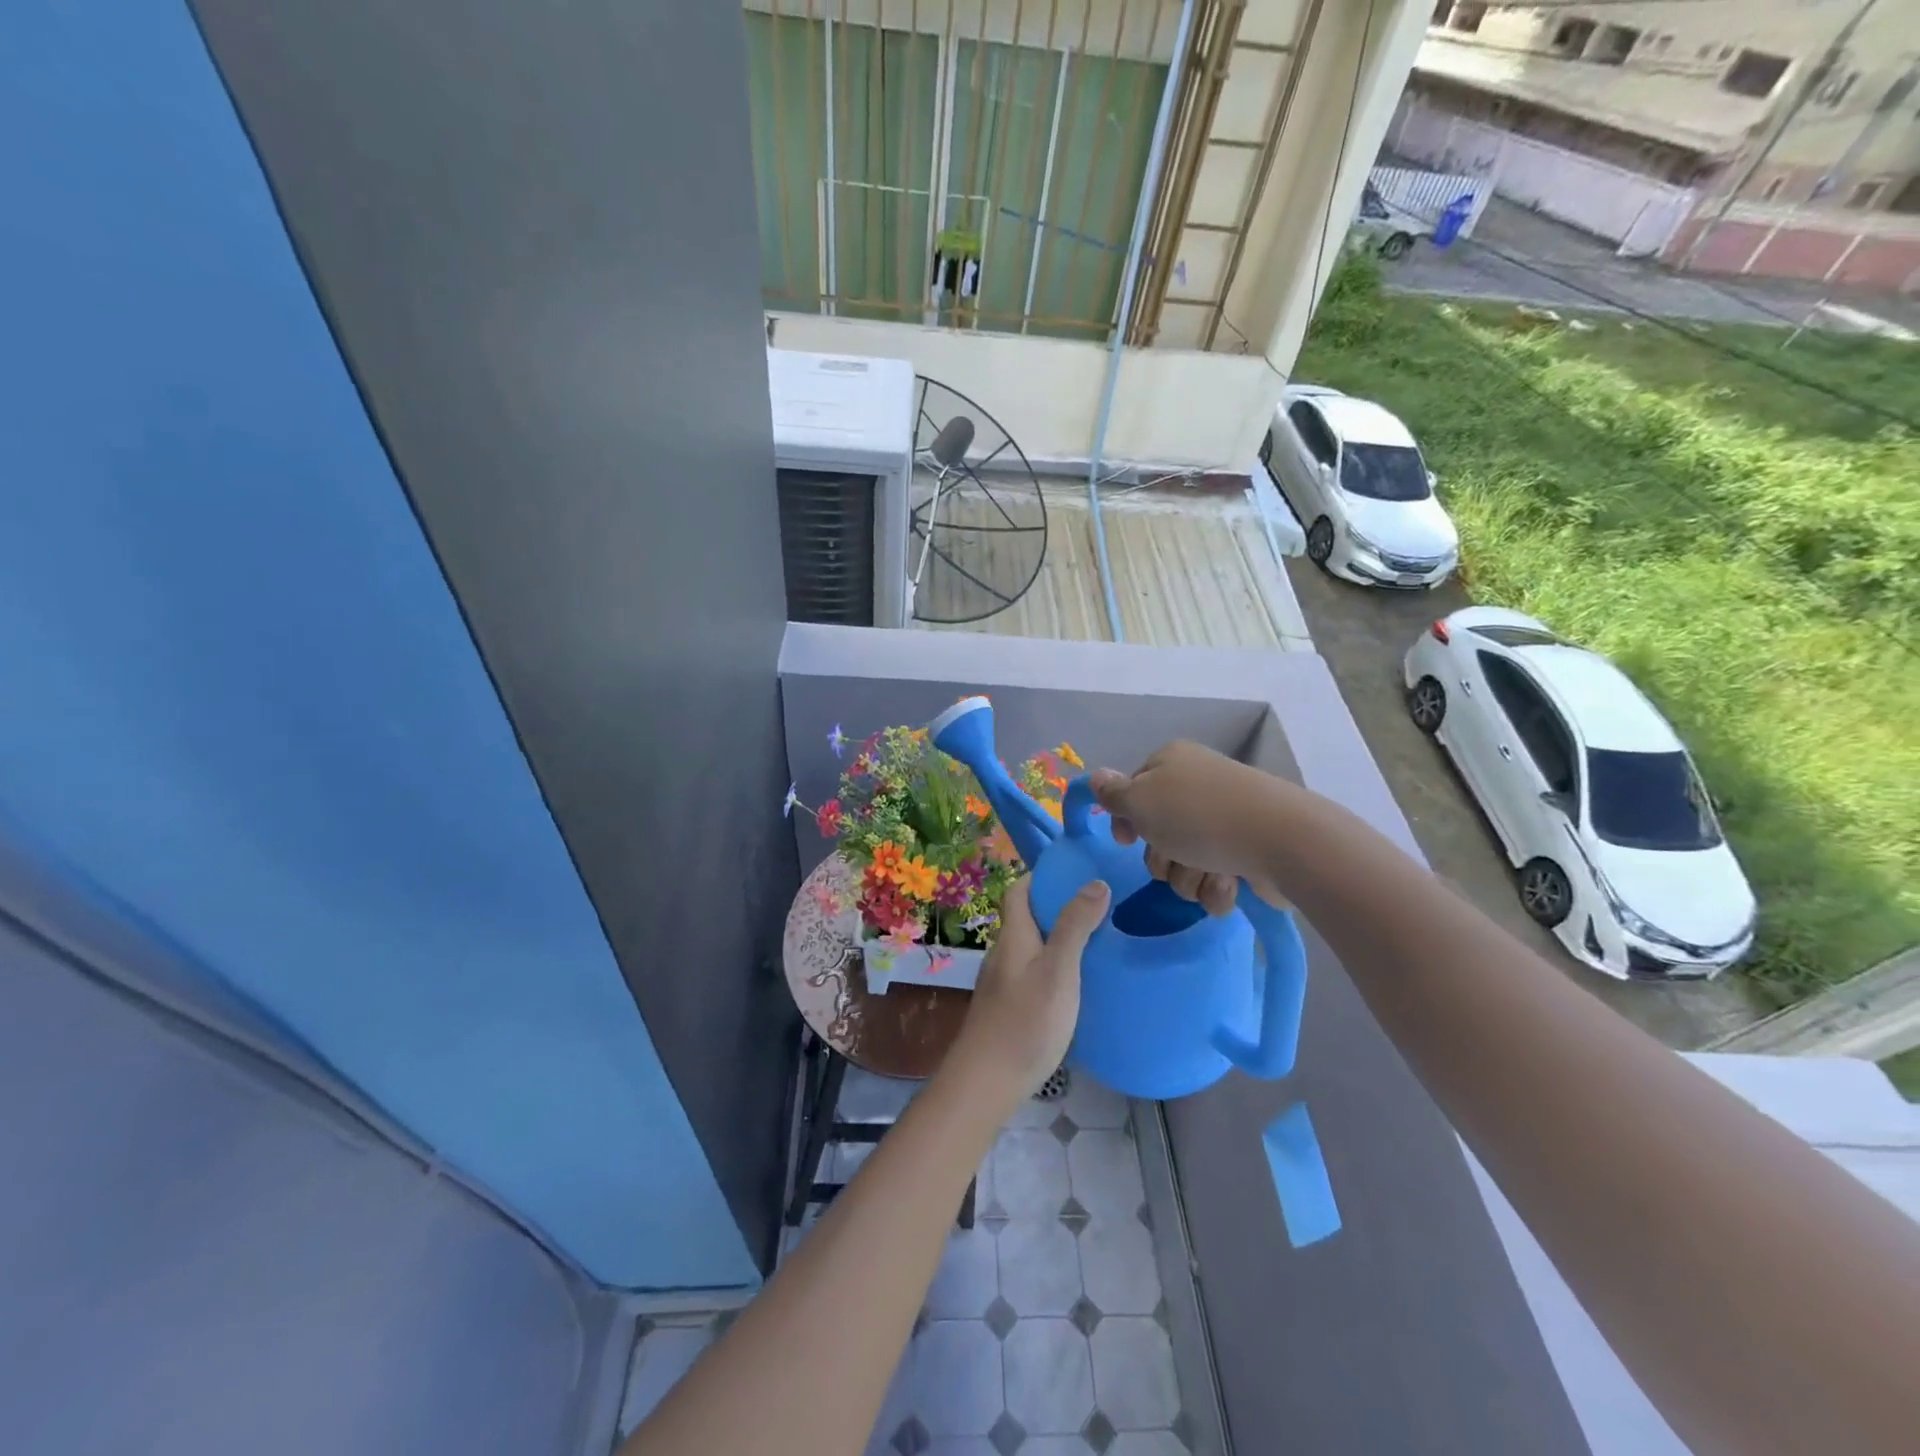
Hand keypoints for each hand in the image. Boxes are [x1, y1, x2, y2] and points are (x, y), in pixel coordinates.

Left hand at [953, 876, 1109, 1107]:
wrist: (986, 1081)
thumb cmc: (1026, 1021)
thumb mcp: (1059, 970)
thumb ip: (1076, 927)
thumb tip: (1095, 882)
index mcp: (1014, 936)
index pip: (1019, 891)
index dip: (1041, 877)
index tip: (1073, 872)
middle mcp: (1003, 953)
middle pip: (1025, 918)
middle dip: (1055, 906)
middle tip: (1096, 906)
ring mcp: (1002, 983)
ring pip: (1029, 948)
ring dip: (1055, 938)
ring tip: (1093, 942)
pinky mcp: (1006, 1008)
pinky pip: (1030, 973)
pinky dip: (1051, 966)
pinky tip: (1074, 985)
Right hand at [1090, 742, 1287, 916]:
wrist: (1281, 840)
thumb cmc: (1199, 815)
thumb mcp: (1141, 801)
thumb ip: (1113, 794)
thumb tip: (1095, 777)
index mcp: (1171, 763)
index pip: (1134, 791)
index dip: (1127, 820)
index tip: (1128, 840)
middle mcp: (1196, 787)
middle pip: (1157, 833)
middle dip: (1162, 857)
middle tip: (1175, 857)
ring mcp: (1225, 820)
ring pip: (1184, 862)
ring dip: (1190, 876)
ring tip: (1210, 872)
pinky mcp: (1247, 852)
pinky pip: (1215, 878)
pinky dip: (1218, 887)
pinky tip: (1231, 883)